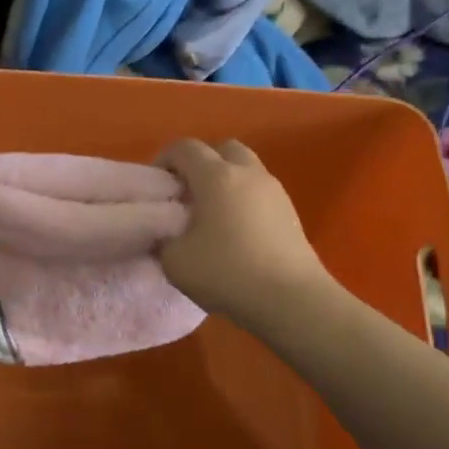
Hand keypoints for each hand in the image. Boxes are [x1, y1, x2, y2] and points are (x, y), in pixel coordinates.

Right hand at [155, 139, 329, 324]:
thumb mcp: (175, 261)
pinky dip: (244, 199)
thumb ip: (163, 238)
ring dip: (226, 181)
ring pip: (246, 168)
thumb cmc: (227, 273)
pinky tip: (236, 231)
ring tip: (212, 214)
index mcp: (216, 176)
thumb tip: (167, 232)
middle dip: (201, 163)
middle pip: (222, 149)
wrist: (291, 300)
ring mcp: (274, 191)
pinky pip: (260, 192)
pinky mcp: (291, 212)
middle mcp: (247, 173)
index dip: (164, 159)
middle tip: (187, 194)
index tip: (157, 186)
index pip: (185, 148)